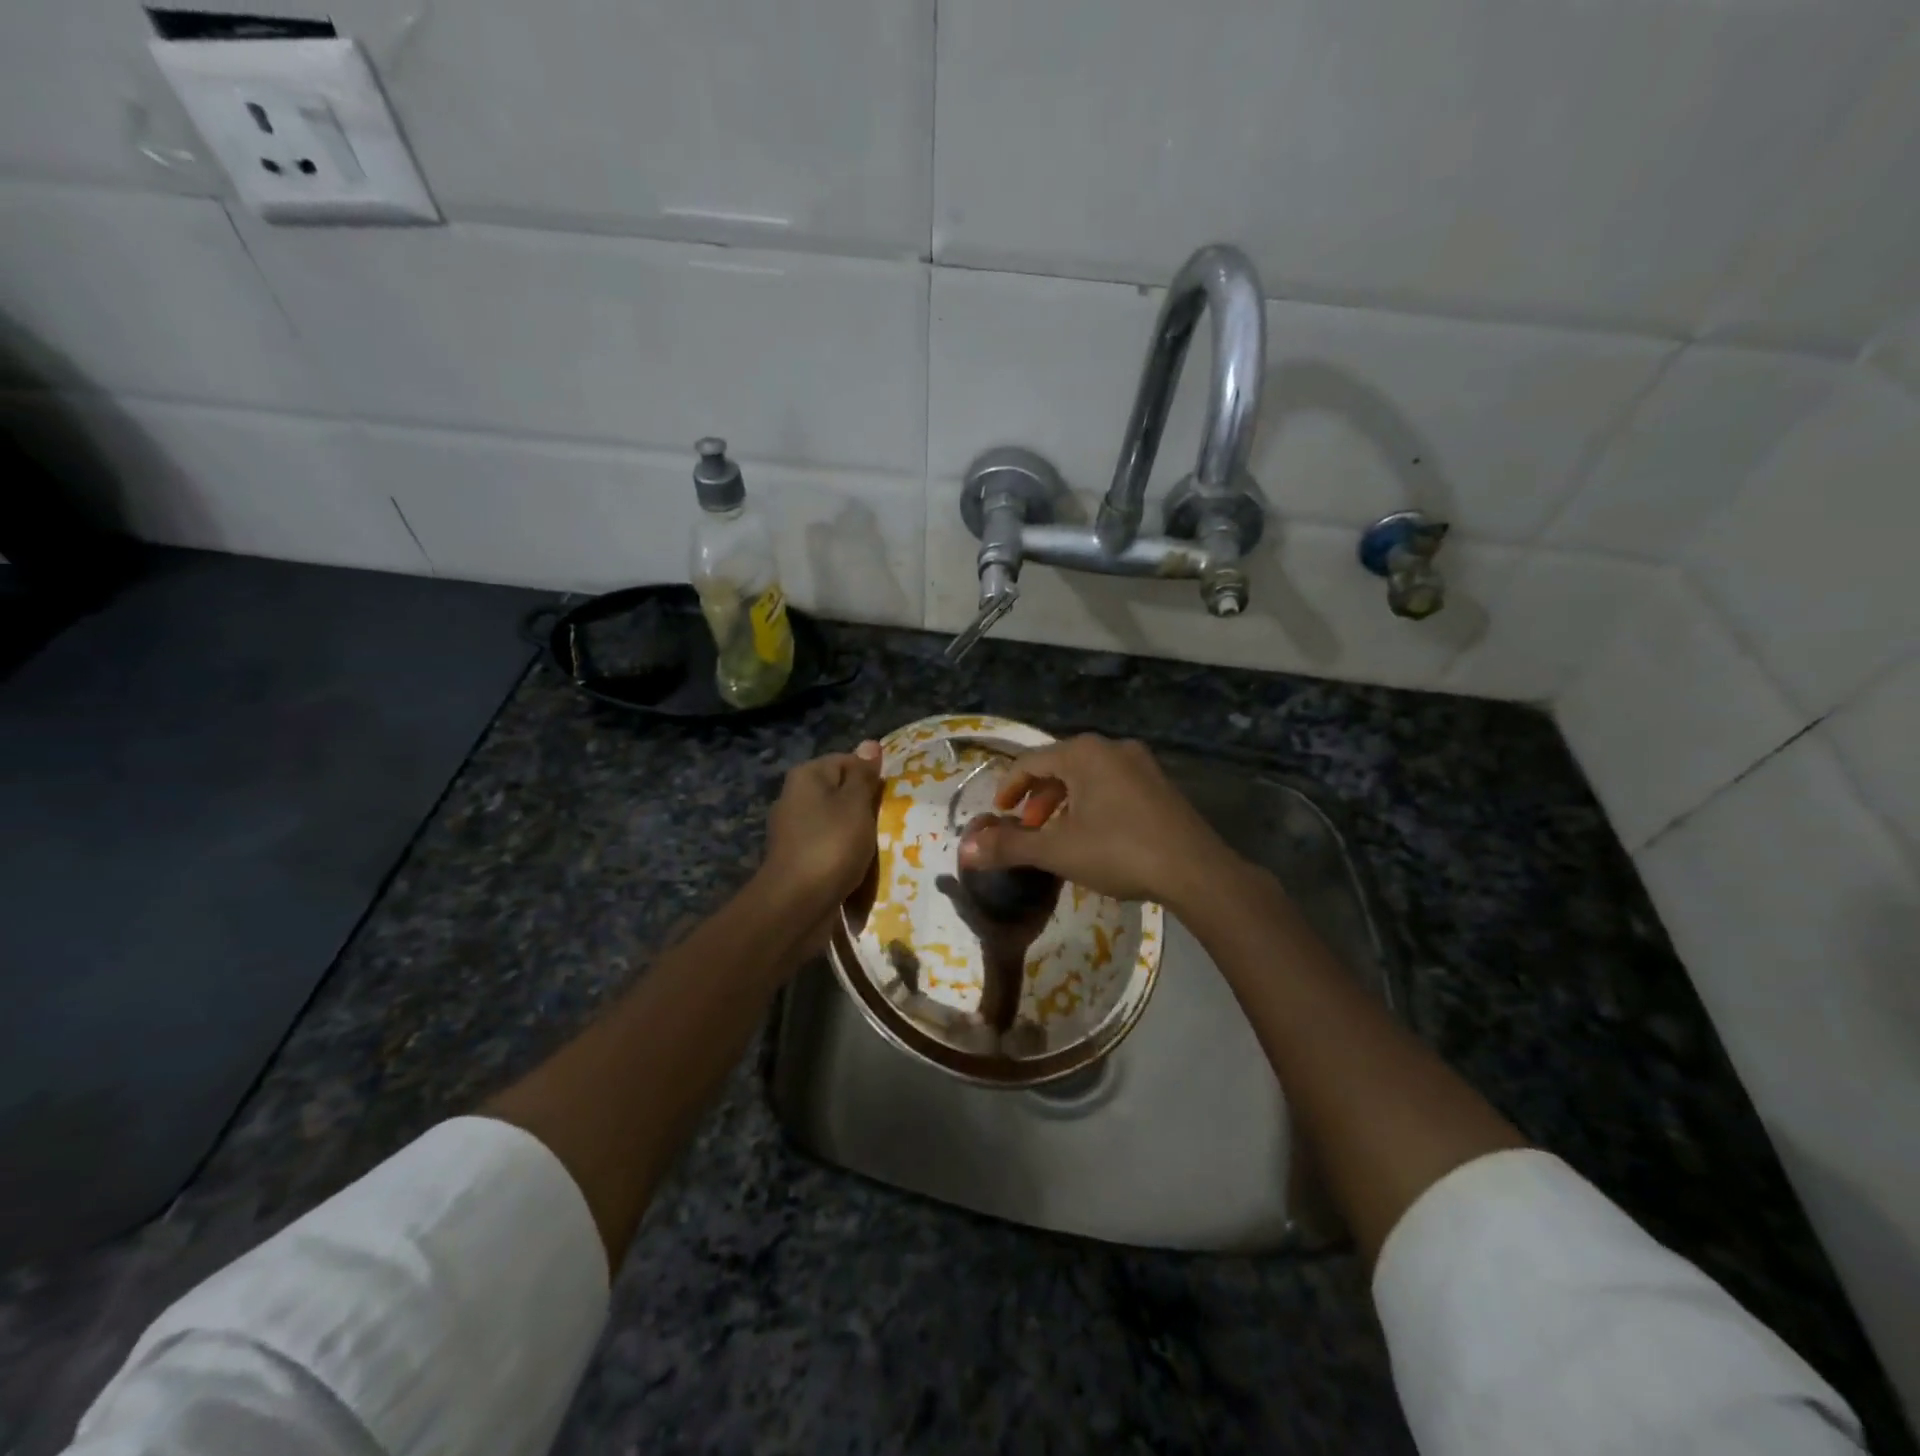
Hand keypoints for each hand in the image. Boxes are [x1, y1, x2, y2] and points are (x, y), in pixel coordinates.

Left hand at [759, 741, 882, 920]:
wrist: (797, 905)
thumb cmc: (832, 845)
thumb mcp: (856, 804)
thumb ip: (864, 775)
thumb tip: (870, 743)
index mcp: (806, 776)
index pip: (848, 762)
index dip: (871, 778)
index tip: (889, 799)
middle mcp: (794, 797)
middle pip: (841, 793)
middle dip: (866, 808)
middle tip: (888, 823)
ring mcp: (793, 830)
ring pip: (837, 822)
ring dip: (857, 834)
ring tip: (876, 848)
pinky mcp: (797, 858)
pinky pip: (829, 848)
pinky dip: (844, 855)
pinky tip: (858, 868)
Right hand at [956, 735, 1236, 906]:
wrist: (1195, 870)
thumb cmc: (1119, 852)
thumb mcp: (1058, 850)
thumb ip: (1010, 846)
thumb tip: (966, 849)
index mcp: (1083, 754)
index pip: (1031, 761)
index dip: (1008, 787)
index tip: (999, 813)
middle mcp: (1112, 748)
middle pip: (1060, 765)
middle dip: (1038, 796)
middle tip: (1028, 826)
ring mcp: (1141, 764)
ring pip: (1088, 776)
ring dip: (1065, 801)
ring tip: (1057, 833)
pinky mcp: (1160, 784)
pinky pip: (1113, 784)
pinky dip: (1092, 802)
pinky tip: (1094, 834)